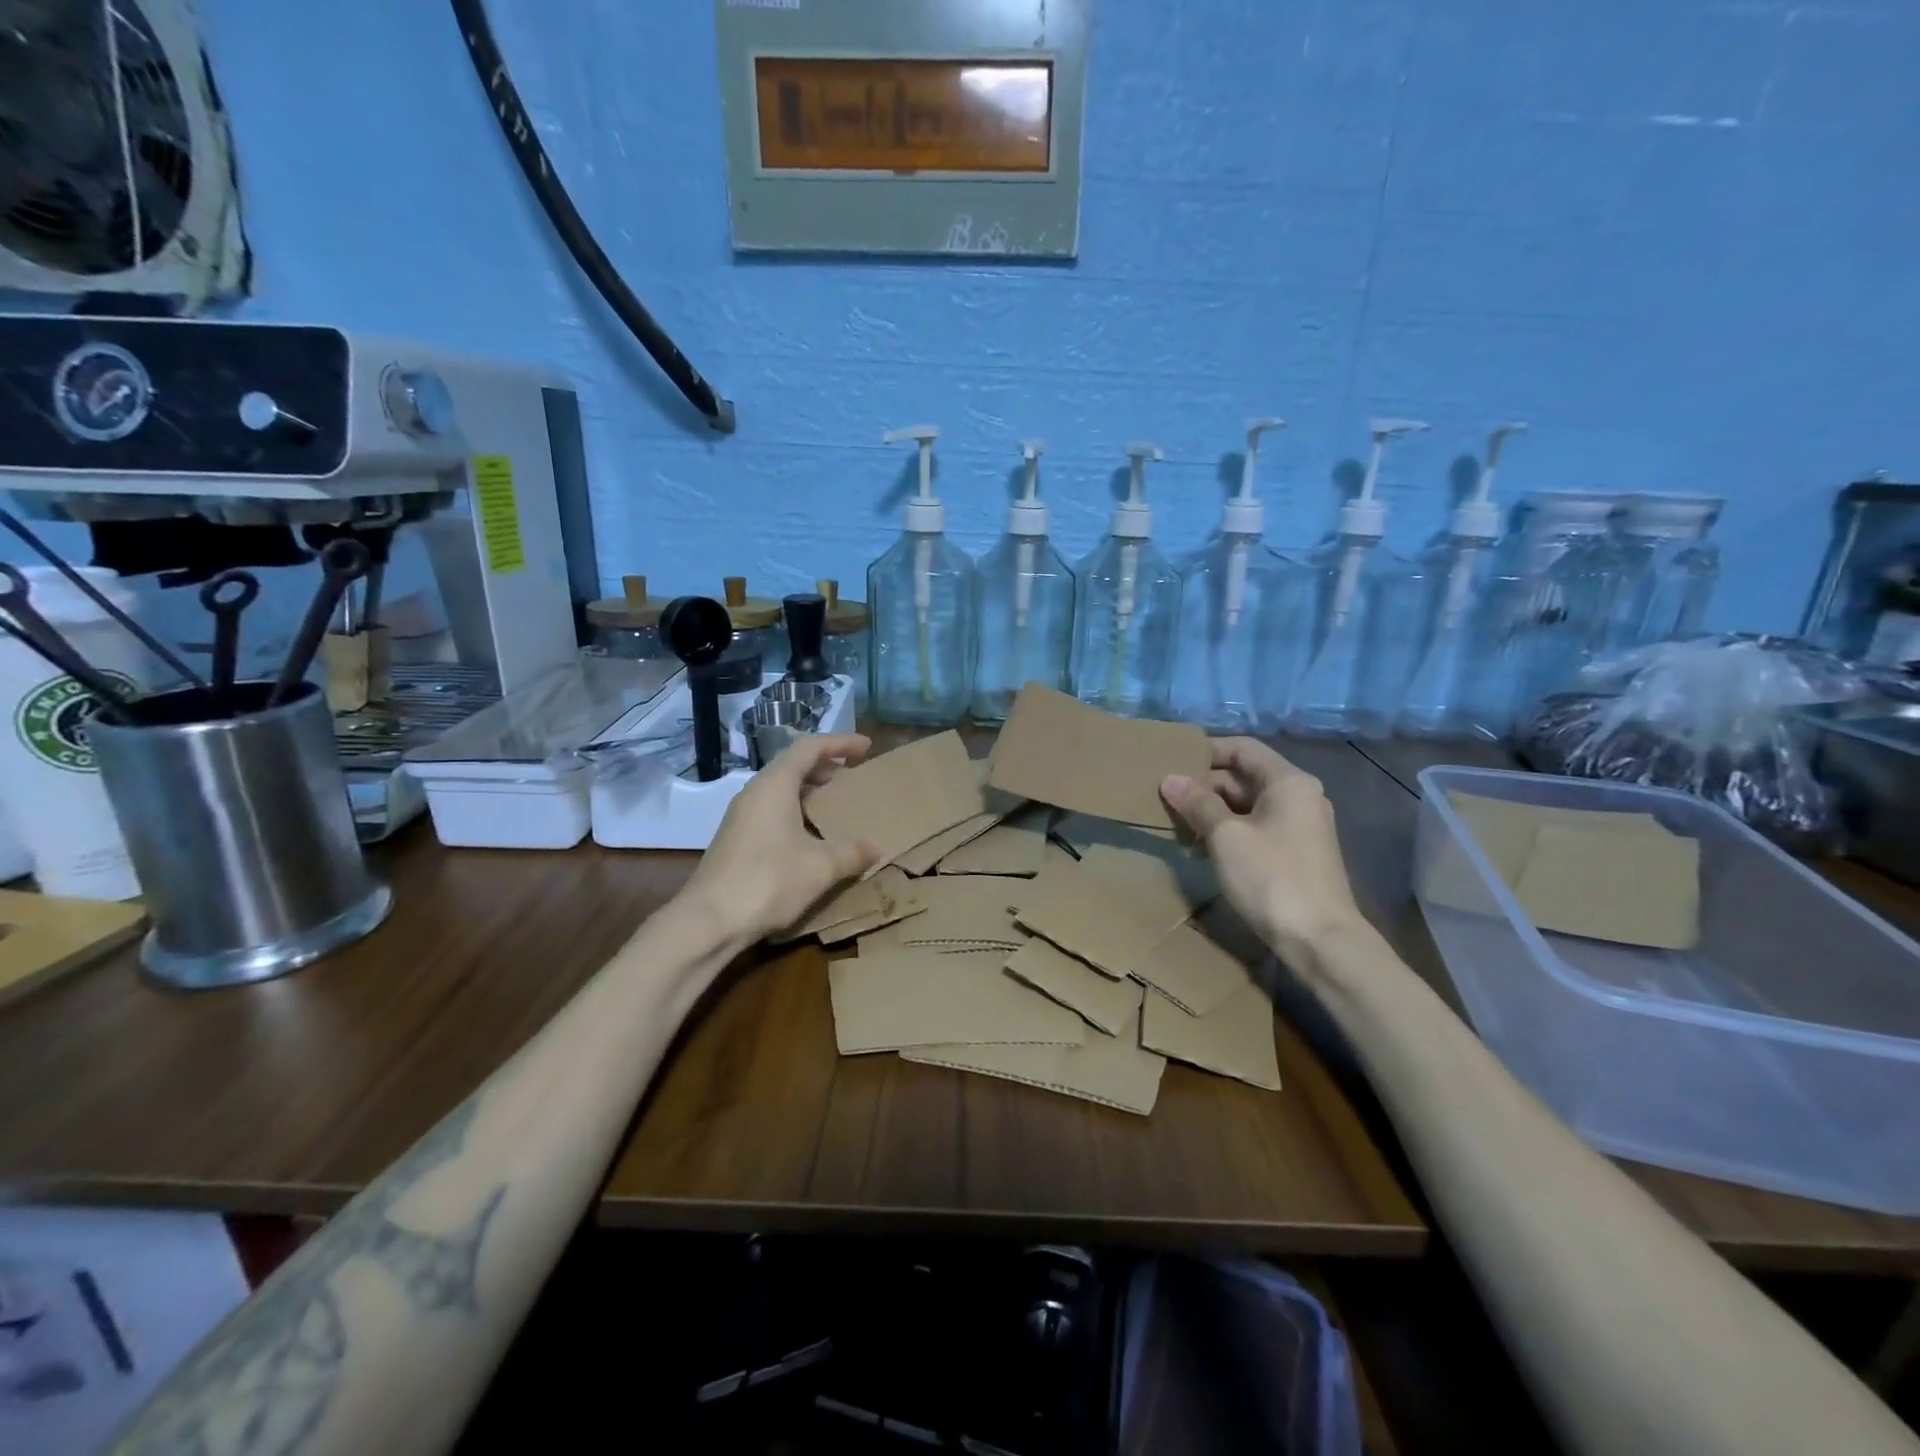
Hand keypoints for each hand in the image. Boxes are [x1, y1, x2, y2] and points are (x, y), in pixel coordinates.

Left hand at [684, 733, 882, 944]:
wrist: (709, 921)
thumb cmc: (768, 882)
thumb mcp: (821, 867)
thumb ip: (852, 852)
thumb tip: (876, 846)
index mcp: (775, 785)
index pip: (809, 748)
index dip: (840, 743)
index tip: (867, 747)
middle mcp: (755, 793)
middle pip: (793, 765)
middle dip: (826, 767)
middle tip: (853, 777)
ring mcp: (741, 816)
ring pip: (781, 789)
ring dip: (810, 791)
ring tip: (836, 806)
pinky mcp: (736, 839)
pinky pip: (772, 810)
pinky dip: (797, 811)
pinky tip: (811, 837)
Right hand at [1161, 738, 1365, 968]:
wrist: (1320, 940)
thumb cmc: (1271, 877)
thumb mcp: (1225, 837)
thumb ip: (1197, 804)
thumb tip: (1170, 779)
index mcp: (1288, 782)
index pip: (1243, 748)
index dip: (1206, 752)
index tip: (1172, 763)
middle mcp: (1299, 796)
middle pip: (1244, 777)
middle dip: (1205, 786)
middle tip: (1167, 800)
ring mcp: (1300, 826)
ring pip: (1248, 805)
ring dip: (1213, 811)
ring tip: (1178, 825)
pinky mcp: (1296, 854)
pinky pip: (1256, 828)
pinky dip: (1229, 832)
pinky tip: (1202, 848)